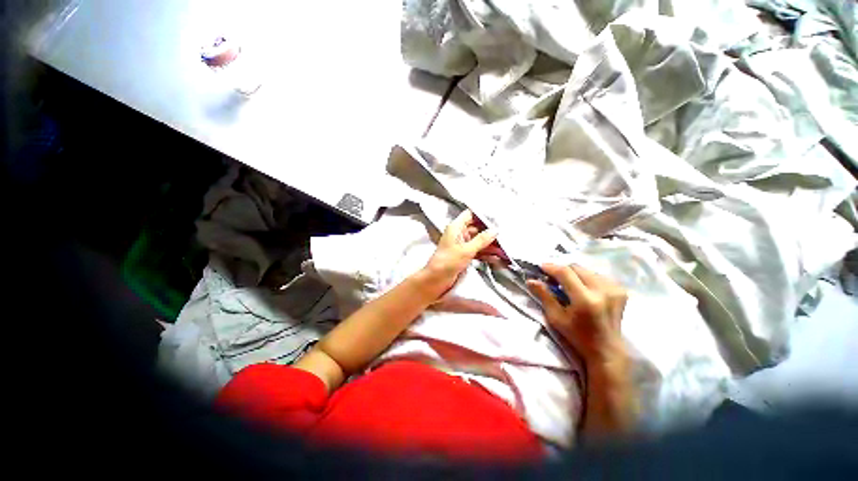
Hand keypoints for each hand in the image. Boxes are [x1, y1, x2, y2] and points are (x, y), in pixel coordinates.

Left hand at [421, 209, 497, 293]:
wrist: (435, 280)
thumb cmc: (448, 261)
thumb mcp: (466, 250)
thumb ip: (482, 239)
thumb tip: (496, 229)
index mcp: (456, 227)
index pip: (470, 215)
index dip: (483, 215)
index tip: (497, 218)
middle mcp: (459, 234)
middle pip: (477, 228)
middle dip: (490, 232)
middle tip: (506, 235)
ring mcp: (461, 245)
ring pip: (478, 241)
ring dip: (490, 244)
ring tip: (505, 249)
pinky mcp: (463, 255)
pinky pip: (477, 251)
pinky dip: (485, 253)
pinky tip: (497, 257)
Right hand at [527, 264, 627, 361]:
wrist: (606, 349)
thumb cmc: (577, 336)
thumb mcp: (556, 318)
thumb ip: (544, 296)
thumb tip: (531, 280)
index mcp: (585, 299)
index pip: (565, 273)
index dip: (551, 267)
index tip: (541, 267)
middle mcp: (602, 291)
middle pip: (577, 268)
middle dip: (562, 270)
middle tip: (553, 278)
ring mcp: (614, 290)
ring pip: (587, 270)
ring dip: (574, 274)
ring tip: (568, 284)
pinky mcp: (620, 290)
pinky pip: (598, 275)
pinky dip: (587, 278)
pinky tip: (583, 288)